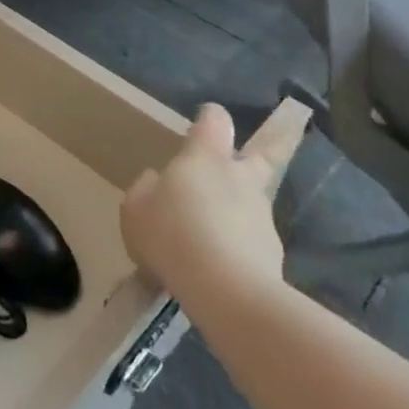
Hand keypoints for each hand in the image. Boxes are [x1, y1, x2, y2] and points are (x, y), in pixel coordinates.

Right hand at [120, 103, 303, 323]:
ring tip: (207, 237)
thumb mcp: (135, 209)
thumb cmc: (172, 234)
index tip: (204, 120)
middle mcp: (241, 179)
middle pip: (263, 155)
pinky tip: (216, 269)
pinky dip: (237, 248)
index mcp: (206, 158)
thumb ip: (145, 189)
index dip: (210, 117)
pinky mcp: (273, 254)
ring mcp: (262, 217)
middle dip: (263, 150)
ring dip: (237, 211)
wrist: (227, 291)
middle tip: (249, 157)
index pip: (215, 121)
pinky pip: (251, 242)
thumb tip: (157, 181)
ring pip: (252, 203)